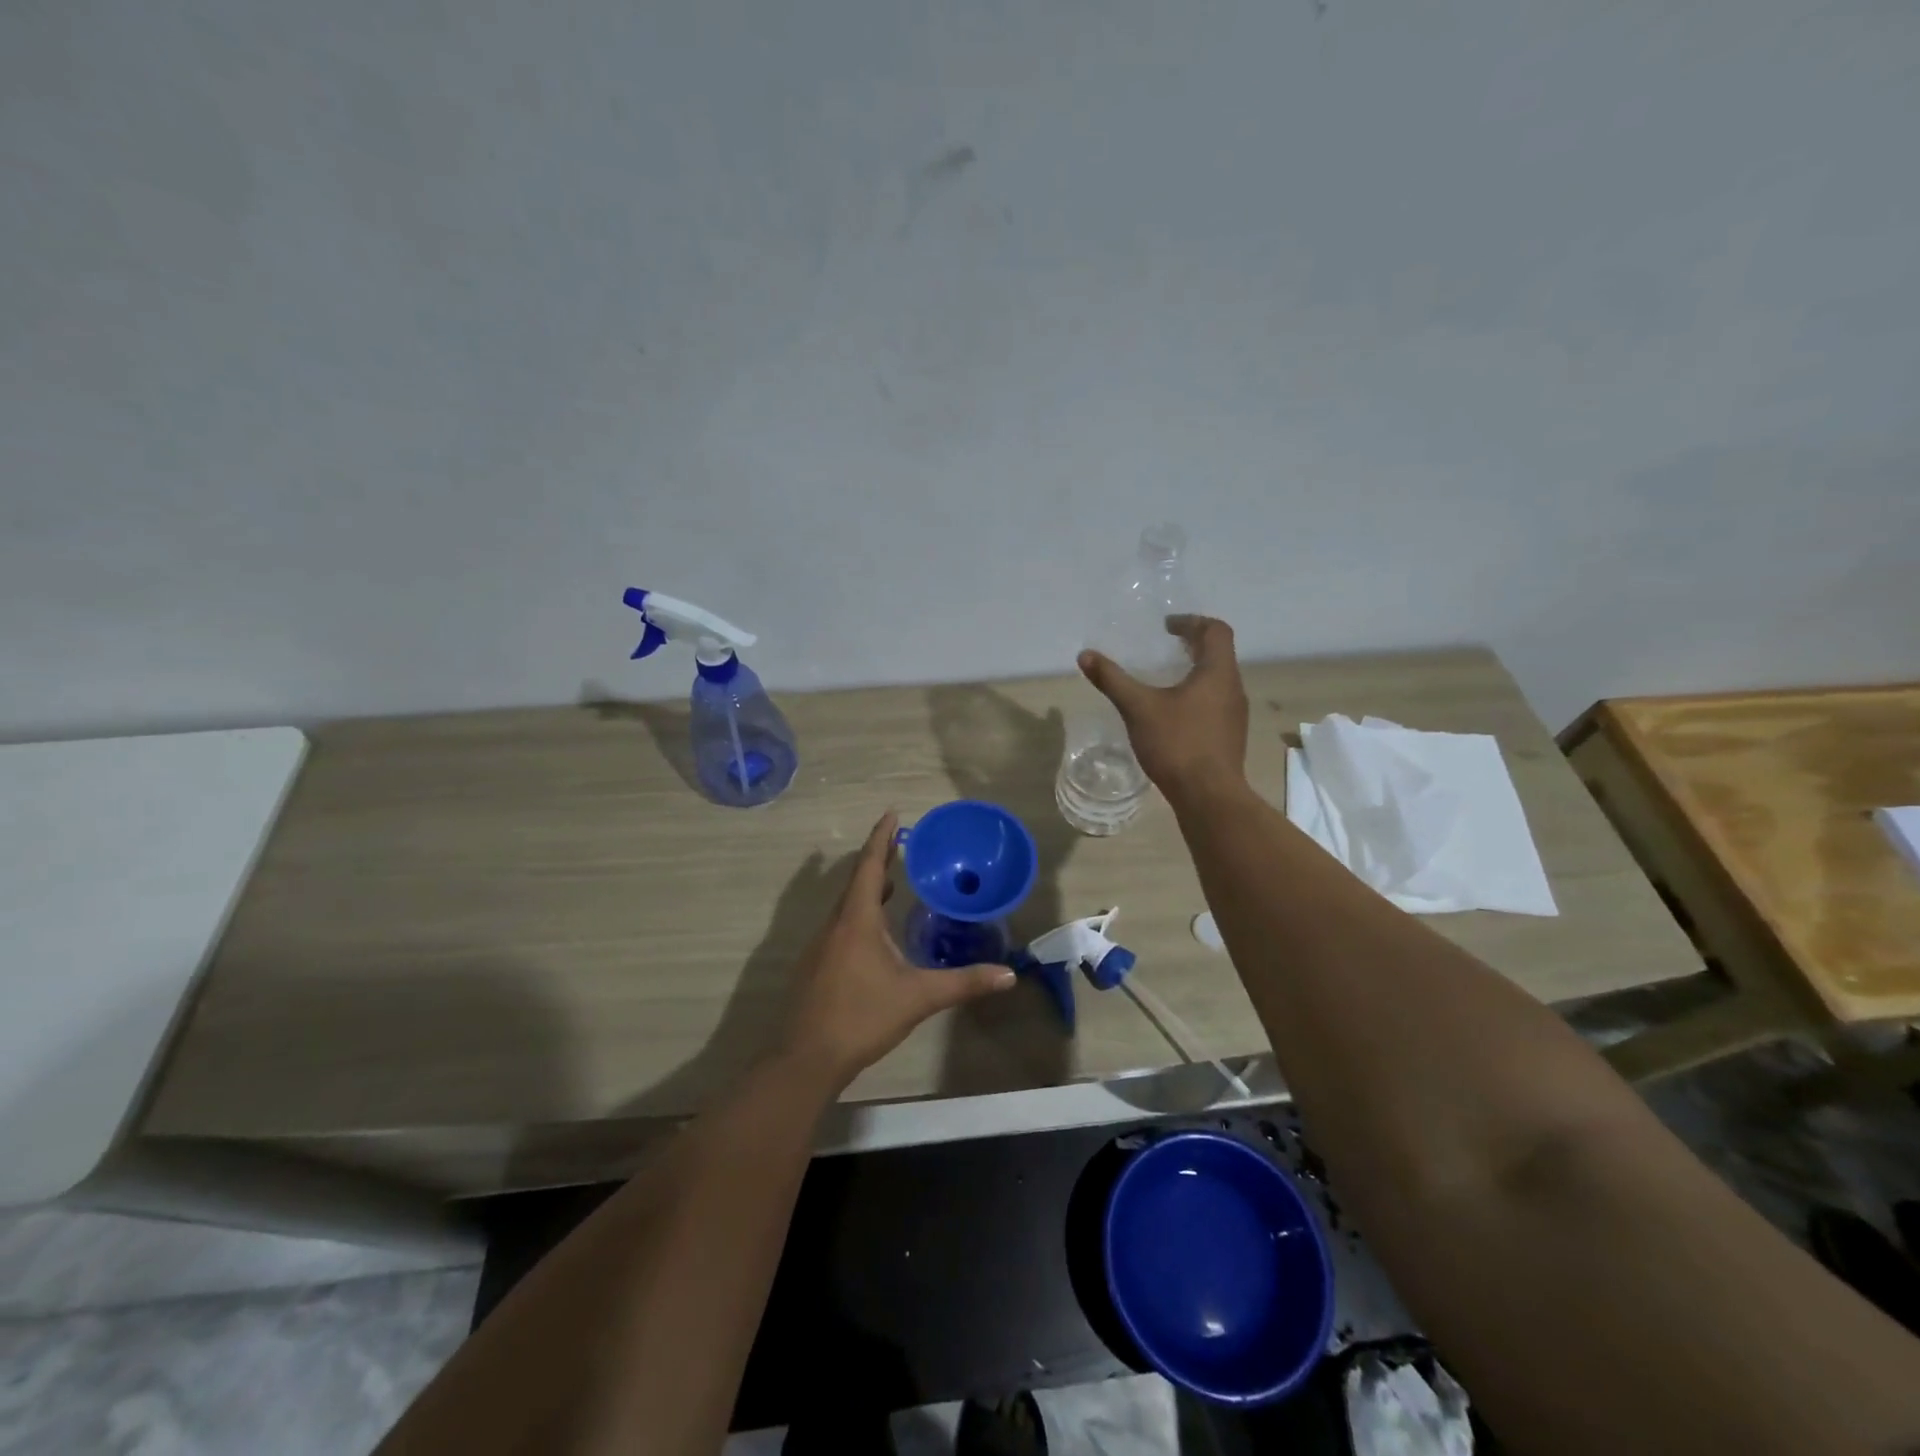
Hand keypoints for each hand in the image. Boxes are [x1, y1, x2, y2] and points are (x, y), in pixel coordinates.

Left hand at [780, 812, 1015, 1091]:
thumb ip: (963, 983)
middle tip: (900, 842)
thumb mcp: (918, 997)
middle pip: (857, 881)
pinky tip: (874, 931)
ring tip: (892, 880)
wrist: (806, 1058)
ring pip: (847, 905)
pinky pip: (841, 925)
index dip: (881, 838)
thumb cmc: (862, 1017)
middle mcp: (835, 925)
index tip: (891, 813)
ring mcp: (821, 946)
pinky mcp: (816, 966)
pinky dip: (860, 913)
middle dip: (878, 859)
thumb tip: (1008, 974)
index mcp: (857, 920)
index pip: (869, 866)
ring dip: (868, 888)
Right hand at [1078, 614, 1249, 805]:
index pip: (1215, 630)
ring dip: (1196, 671)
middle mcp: (1233, 688)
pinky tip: (1175, 713)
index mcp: (1217, 673)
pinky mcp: (1230, 736)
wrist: (1208, 796)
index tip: (1167, 627)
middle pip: (1219, 653)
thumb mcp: (1138, 708)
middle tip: (1166, 646)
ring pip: (1218, 680)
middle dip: (1193, 645)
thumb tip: (1085, 656)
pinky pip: (1216, 703)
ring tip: (1167, 677)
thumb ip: (1112, 680)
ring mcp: (1235, 715)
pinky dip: (1197, 695)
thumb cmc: (1177, 744)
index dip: (1191, 622)